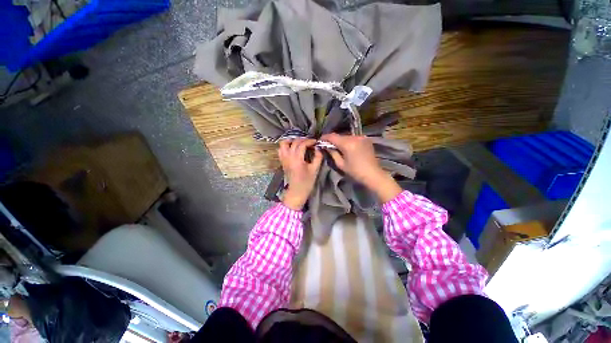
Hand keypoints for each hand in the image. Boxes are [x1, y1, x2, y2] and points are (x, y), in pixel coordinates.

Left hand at [278, 138, 323, 210]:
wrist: (296, 192)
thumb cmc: (307, 182)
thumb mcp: (315, 170)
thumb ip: (318, 157)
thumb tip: (318, 148)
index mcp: (297, 159)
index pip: (302, 144)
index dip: (309, 141)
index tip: (316, 142)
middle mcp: (289, 157)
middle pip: (294, 142)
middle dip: (303, 140)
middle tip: (310, 142)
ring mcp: (284, 159)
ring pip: (283, 144)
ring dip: (291, 140)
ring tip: (299, 142)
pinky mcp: (282, 161)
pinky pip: (280, 150)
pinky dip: (285, 146)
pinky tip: (292, 148)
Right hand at [321, 133, 401, 202]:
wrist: (373, 174)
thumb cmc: (355, 172)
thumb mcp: (341, 164)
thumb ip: (332, 153)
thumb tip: (326, 146)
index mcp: (348, 144)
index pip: (332, 136)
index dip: (325, 137)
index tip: (320, 140)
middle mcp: (355, 137)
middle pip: (340, 136)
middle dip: (333, 140)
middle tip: (327, 145)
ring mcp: (361, 137)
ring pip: (346, 136)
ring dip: (341, 141)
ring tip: (337, 147)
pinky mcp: (366, 139)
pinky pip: (353, 138)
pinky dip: (348, 141)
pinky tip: (347, 147)